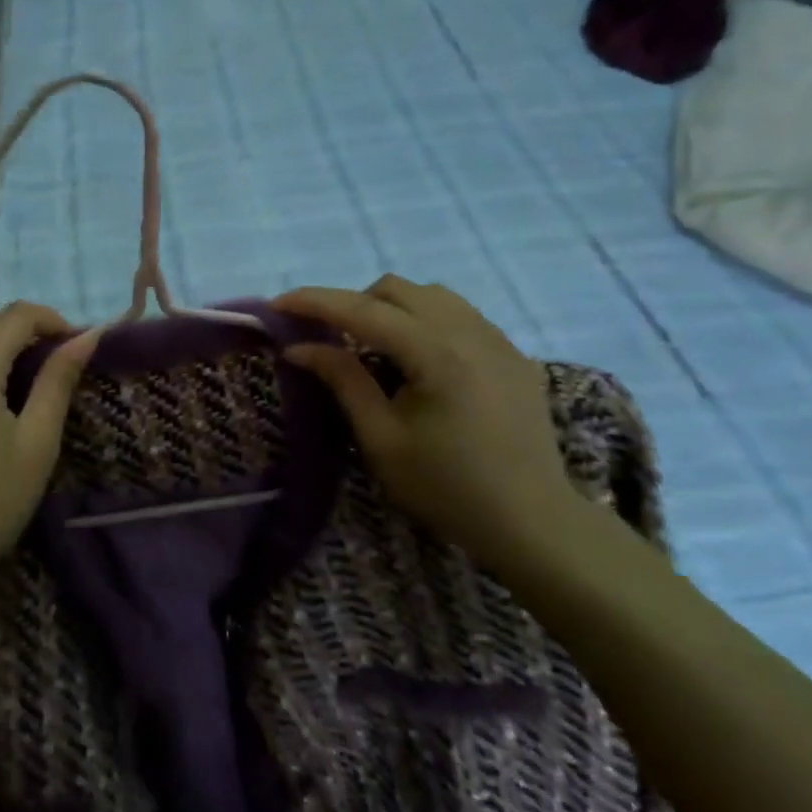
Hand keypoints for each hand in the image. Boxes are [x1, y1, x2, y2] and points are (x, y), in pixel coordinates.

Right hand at [276, 277, 573, 566]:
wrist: (533, 523)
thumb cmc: (448, 488)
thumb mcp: (382, 440)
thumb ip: (343, 381)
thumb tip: (300, 347)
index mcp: (436, 353)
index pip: (362, 310)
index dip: (315, 302)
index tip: (278, 304)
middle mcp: (470, 331)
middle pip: (397, 289)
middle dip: (354, 303)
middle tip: (330, 338)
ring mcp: (498, 339)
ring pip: (431, 295)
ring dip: (392, 309)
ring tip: (374, 347)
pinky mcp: (513, 354)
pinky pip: (459, 315)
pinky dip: (425, 321)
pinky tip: (419, 361)